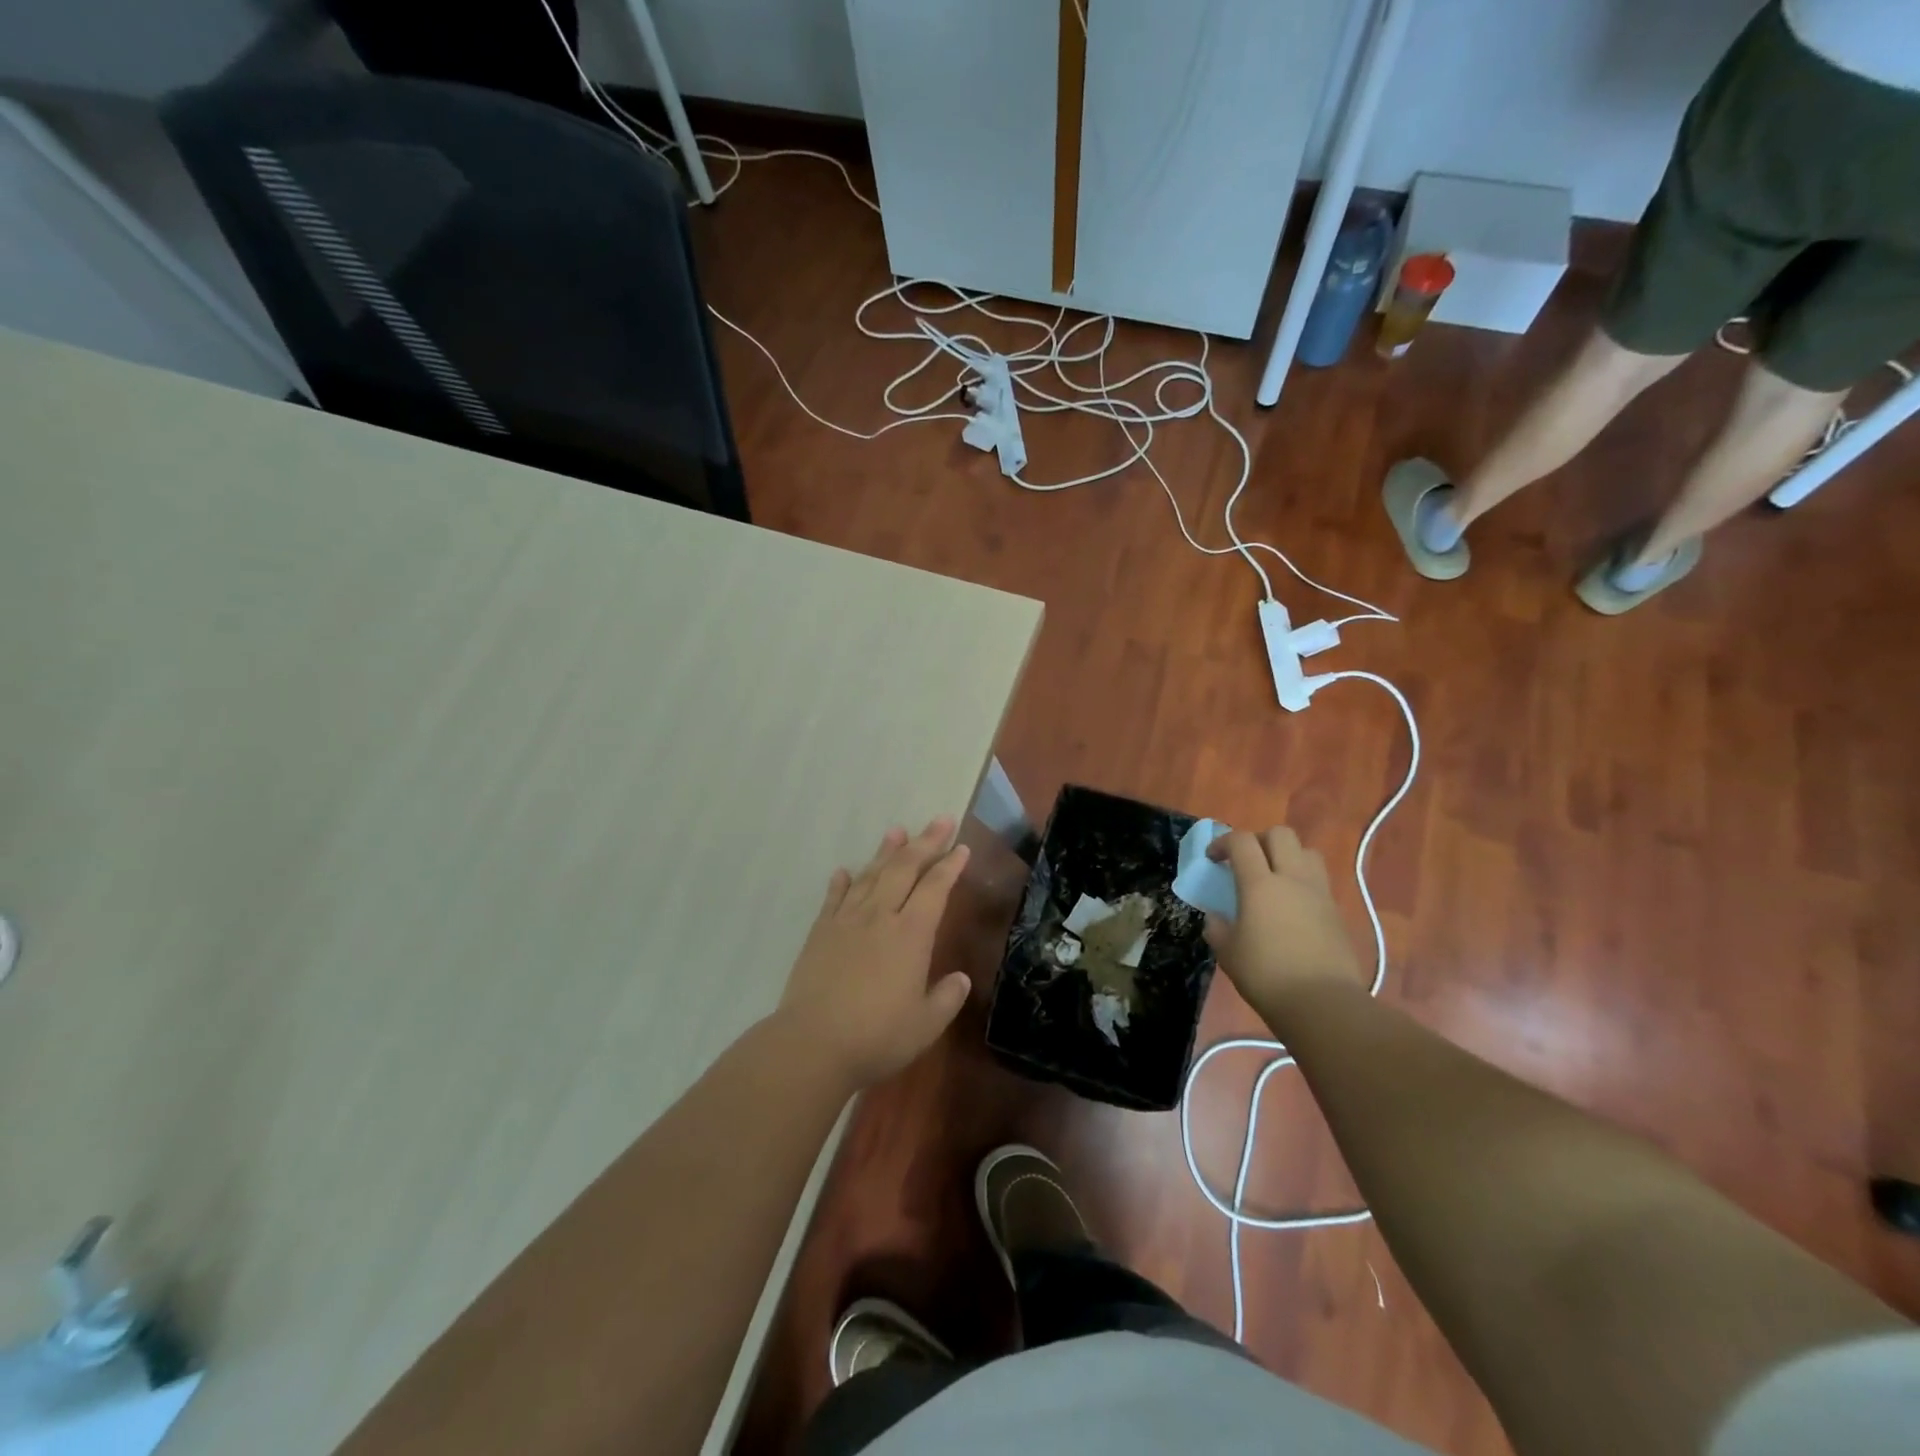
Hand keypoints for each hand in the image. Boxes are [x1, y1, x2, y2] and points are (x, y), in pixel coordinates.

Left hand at [776, 818, 972, 1088]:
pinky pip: (834, 898)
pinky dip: (842, 882)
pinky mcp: (820, 932)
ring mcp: (846, 921)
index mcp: (911, 934)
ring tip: (897, 831)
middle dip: (925, 842)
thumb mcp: (925, 1025)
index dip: (950, 866)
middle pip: (905, 868)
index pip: (936, 888)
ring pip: (870, 875)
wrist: (813, 1044)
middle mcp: (880, 916)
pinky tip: (844, 871)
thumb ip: (946, 998)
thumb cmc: (877, 1036)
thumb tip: (960, 979)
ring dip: (885, 851)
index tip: (962, 848)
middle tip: (940, 820)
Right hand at [1203, 826, 1365, 1016]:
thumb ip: (1218, 928)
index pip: (1241, 841)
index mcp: (1260, 884)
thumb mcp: (1227, 953)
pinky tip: (1291, 907)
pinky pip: (1318, 881)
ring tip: (1274, 878)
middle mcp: (1292, 879)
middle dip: (1259, 840)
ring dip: (1287, 856)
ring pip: (1307, 852)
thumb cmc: (1266, 975)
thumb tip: (1217, 918)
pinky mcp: (1336, 912)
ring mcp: (1319, 894)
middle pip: (1280, 834)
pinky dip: (1302, 882)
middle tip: (1246, 862)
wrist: (1323, 1004)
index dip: (1223, 843)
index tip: (1213, 859)